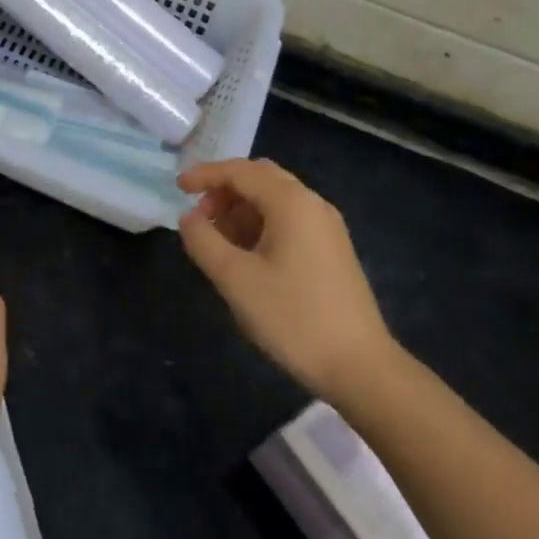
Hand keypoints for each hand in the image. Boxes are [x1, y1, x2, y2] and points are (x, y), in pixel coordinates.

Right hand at [177, 159, 396, 402]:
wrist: (361, 367)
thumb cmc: (293, 318)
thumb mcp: (235, 279)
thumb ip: (203, 241)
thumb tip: (189, 218)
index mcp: (291, 203)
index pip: (240, 171)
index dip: (205, 175)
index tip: (177, 188)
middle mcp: (312, 204)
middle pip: (260, 178)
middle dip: (224, 190)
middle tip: (200, 216)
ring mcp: (326, 227)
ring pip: (275, 200)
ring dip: (241, 209)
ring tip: (218, 242)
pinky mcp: (332, 250)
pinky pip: (289, 220)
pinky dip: (260, 225)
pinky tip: (246, 256)